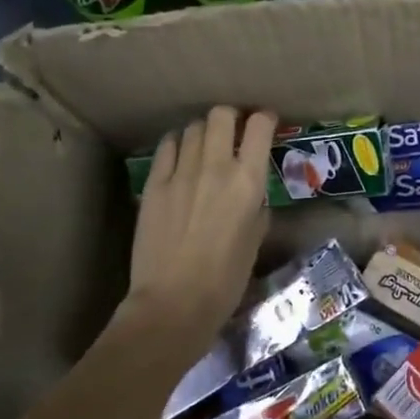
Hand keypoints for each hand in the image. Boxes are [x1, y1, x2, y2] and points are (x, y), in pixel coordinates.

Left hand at [125, 107, 276, 343]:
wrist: (174, 303)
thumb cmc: (225, 280)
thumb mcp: (255, 241)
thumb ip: (256, 209)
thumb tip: (252, 196)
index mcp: (247, 181)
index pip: (259, 127)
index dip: (265, 119)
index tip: (266, 123)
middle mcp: (215, 167)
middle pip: (220, 115)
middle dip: (230, 116)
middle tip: (233, 130)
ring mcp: (180, 173)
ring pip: (192, 128)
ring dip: (203, 131)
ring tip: (205, 146)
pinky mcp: (154, 184)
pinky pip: (167, 148)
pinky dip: (177, 144)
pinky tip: (179, 156)